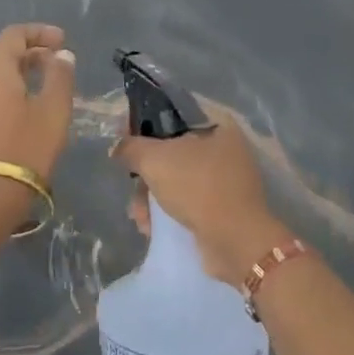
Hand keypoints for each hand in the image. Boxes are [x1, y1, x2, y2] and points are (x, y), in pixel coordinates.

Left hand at [0, 24, 76, 180]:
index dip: (39, 32)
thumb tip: (61, 55)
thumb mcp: (53, 111)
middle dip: (32, 53)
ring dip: (22, 74)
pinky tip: (28, 110)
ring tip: (48, 88)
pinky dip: (10, 92)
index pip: (13, 35)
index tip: (63, 42)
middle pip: (2, 55)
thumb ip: (60, 77)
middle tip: (60, 65)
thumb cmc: (25, 148)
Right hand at [113, 112, 288, 285]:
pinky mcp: (220, 208)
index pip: (172, 113)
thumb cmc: (197, 187)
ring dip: (150, 197)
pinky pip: (185, 202)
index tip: (122, 138)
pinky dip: (166, 212)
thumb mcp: (155, 159)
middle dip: (145, 172)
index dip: (143, 122)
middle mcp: (224, 148)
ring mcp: (224, 180)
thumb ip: (131, 147)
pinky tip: (151, 227)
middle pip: (170, 150)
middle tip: (131, 185)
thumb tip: (117, 147)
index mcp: (217, 125)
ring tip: (140, 216)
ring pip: (175, 179)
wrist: (235, 241)